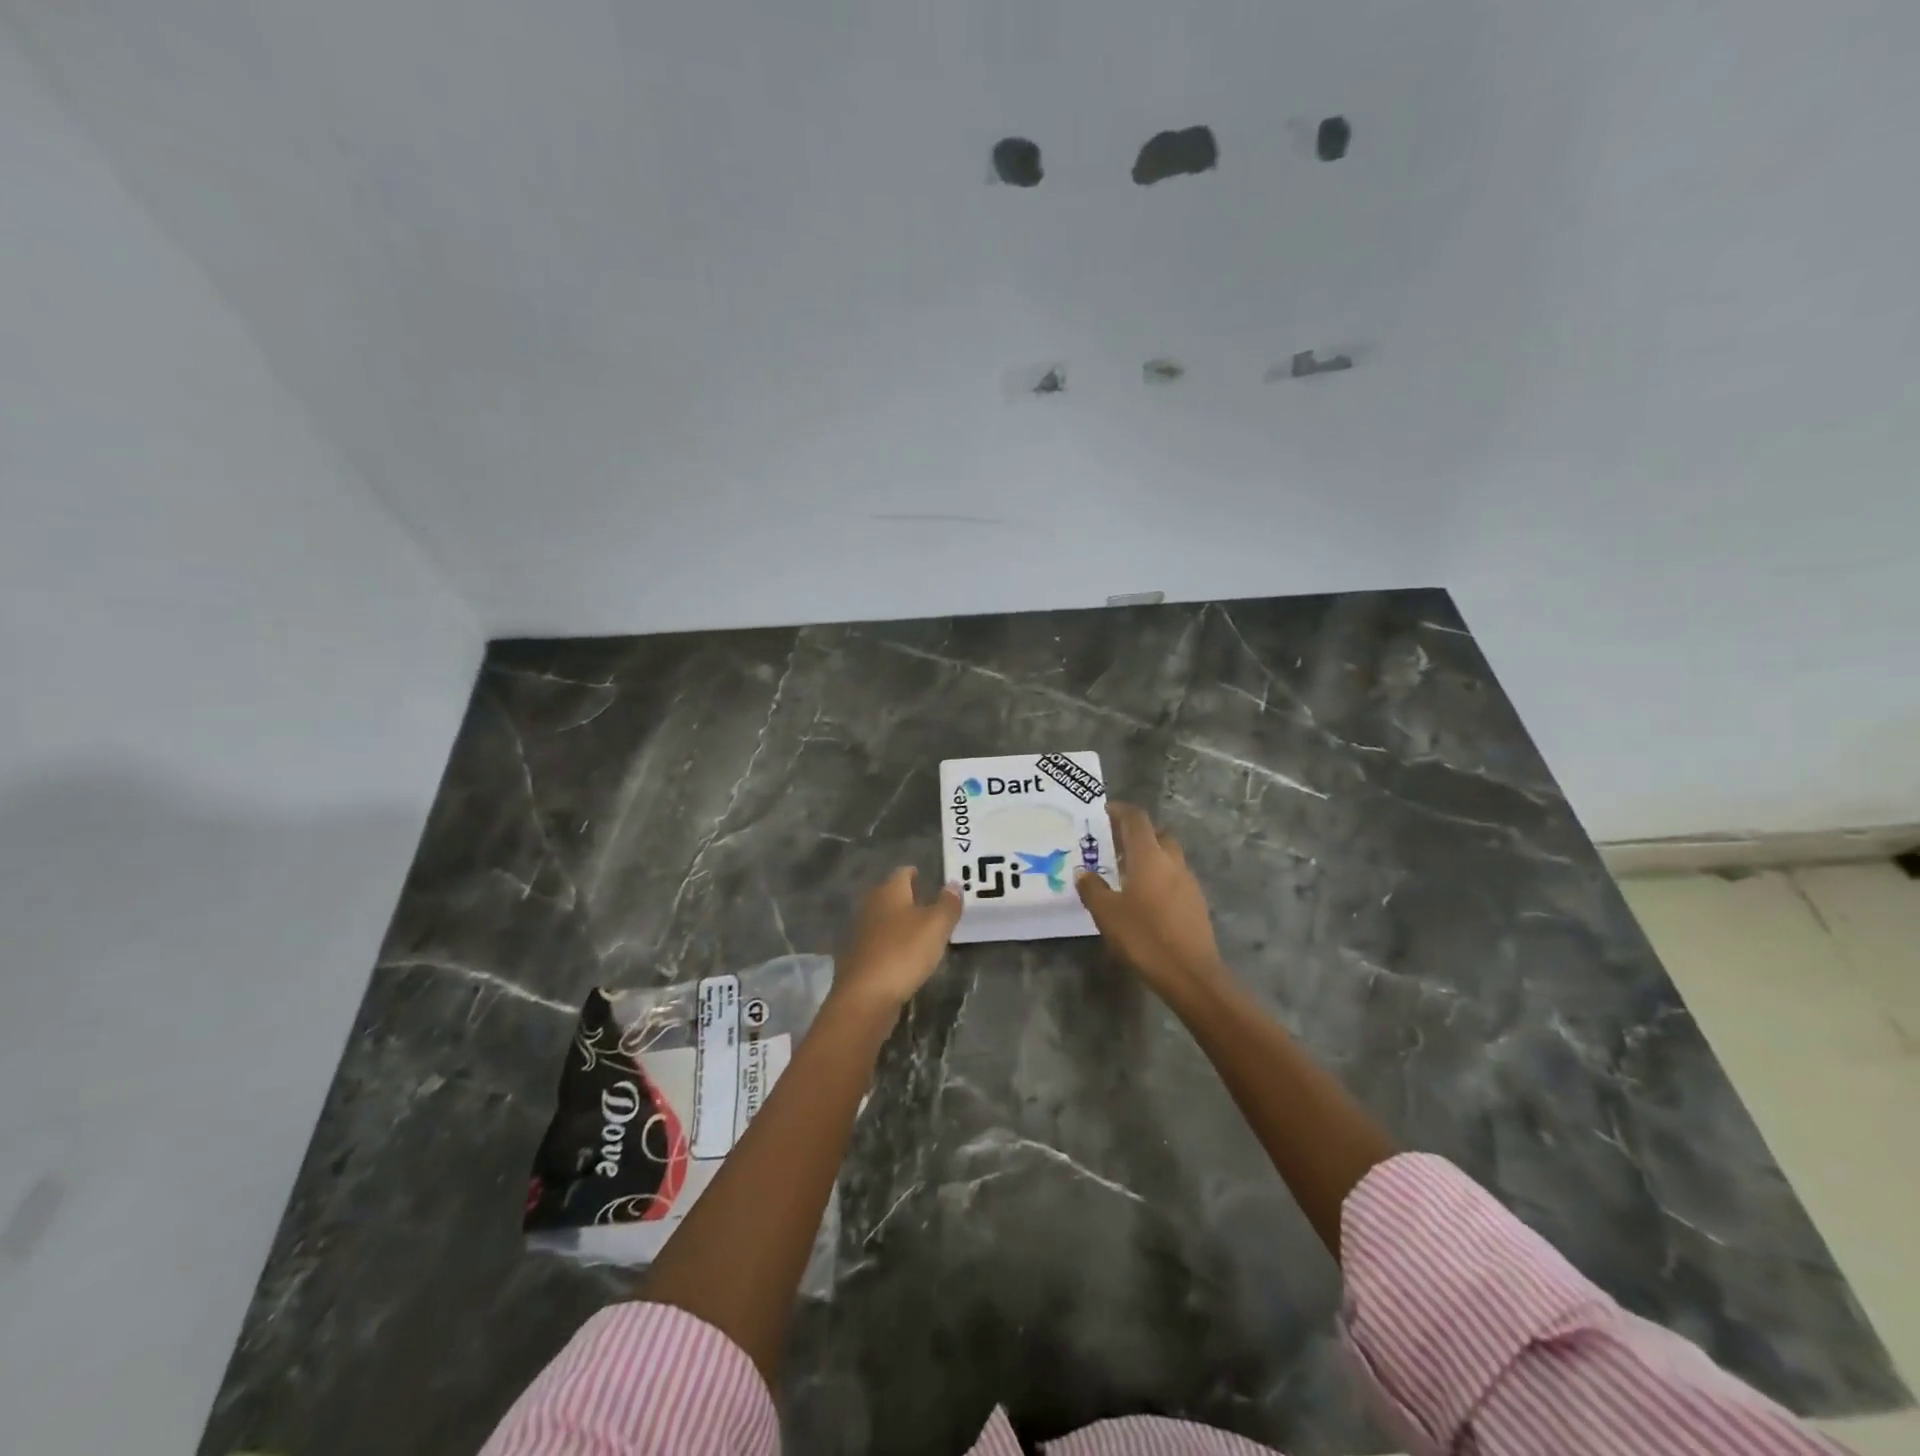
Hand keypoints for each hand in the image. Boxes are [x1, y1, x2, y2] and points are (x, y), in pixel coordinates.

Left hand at [832, 867, 962, 1013]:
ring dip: (898, 921)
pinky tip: (903, 954)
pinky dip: (891, 943)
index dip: (914, 873)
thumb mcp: (936, 926)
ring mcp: (861, 933)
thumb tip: (954, 884)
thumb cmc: (904, 952)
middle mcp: (871, 906)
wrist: (865, 996)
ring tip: (918, 928)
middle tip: (926, 900)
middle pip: (889, 894)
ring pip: (883, 918)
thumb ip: (947, 904)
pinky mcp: (858, 958)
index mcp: (889, 892)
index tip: (924, 875)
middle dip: (905, 896)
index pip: (902, 873)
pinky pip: (879, 942)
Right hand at [1077, 803, 1227, 998]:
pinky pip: (1175, 877)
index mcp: (1149, 856)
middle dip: (1136, 834)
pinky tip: (1144, 898)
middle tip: (1113, 845)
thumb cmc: (1144, 937)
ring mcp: (1188, 882)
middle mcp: (1172, 861)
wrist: (1190, 974)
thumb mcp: (1107, 914)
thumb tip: (1084, 873)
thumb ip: (1093, 889)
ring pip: (1168, 856)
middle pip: (1156, 834)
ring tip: (1126, 872)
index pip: (1136, 819)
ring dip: (1149, 856)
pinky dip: (1159, 877)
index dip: (1120, 811)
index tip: (1105, 812)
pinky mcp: (1196, 902)